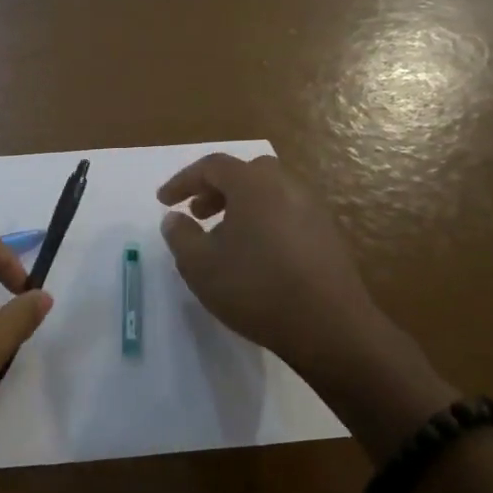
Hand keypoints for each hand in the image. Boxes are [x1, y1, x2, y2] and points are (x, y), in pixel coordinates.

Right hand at [157, 154, 451, 455]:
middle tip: (199, 214)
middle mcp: (286, 186)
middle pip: (245, 173)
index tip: (164, 201)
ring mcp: (313, 209)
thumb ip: (180, 235)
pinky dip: (264, 221)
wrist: (329, 326)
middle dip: (216, 189)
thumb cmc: (255, 288)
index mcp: (253, 184)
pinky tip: (256, 256)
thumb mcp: (199, 265)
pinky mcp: (328, 235)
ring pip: (269, 193)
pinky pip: (287, 214)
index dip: (183, 181)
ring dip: (241, 206)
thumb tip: (175, 218)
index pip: (212, 166)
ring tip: (225, 238)